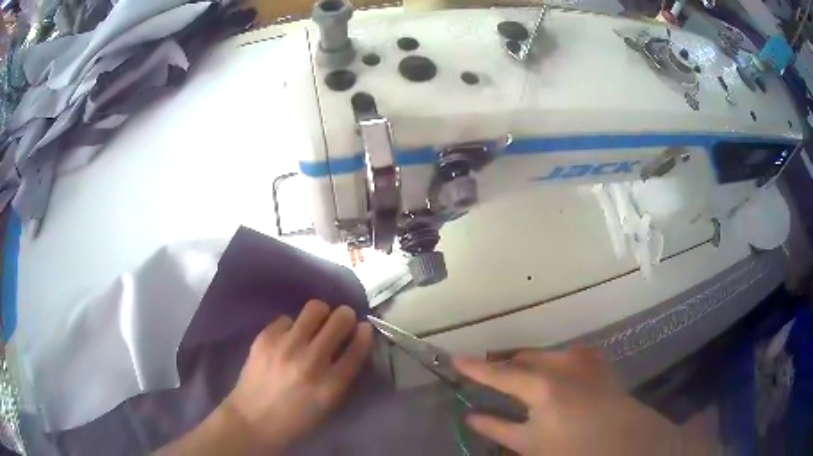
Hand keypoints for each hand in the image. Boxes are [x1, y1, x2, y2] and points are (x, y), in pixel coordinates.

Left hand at [223, 300, 372, 451]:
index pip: (357, 348)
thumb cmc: (295, 419)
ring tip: (316, 324)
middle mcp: (310, 362)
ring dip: (321, 315)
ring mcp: (285, 347)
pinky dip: (292, 327)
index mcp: (330, 385)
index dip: (364, 334)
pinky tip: (287, 340)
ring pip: (315, 309)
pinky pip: (287, 319)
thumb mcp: (327, 405)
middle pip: (339, 320)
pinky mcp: (265, 338)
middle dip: (345, 317)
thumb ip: (342, 376)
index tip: (364, 328)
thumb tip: (351, 345)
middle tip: (341, 321)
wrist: (253, 419)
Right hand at [454, 347, 689, 455]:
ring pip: (543, 354)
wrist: (629, 442)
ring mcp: (583, 357)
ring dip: (525, 364)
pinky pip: (562, 355)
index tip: (454, 358)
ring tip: (513, 377)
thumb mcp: (532, 445)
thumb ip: (499, 428)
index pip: (499, 372)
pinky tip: (547, 378)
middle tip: (485, 373)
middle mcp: (563, 362)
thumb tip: (472, 417)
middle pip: (522, 357)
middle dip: (502, 364)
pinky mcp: (596, 360)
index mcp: (543, 386)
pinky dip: (548, 364)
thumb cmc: (575, 450)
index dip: (474, 367)